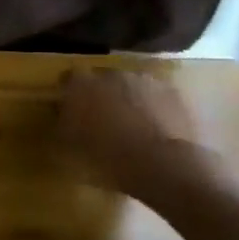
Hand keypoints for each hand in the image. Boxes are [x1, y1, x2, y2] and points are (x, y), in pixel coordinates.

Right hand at [53, 67, 211, 201]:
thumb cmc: (107, 157)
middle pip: (103, 80)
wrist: (163, 166)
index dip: (70, 94)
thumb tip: (63, 115)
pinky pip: (157, 98)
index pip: (68, 79)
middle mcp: (112, 74)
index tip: (71, 110)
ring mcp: (146, 81)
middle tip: (102, 120)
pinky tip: (155, 131)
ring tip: (132, 127)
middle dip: (102, 95)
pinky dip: (154, 109)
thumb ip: (63, 123)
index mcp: (81, 84)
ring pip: (132, 87)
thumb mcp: (70, 145)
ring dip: (129, 100)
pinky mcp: (175, 94)